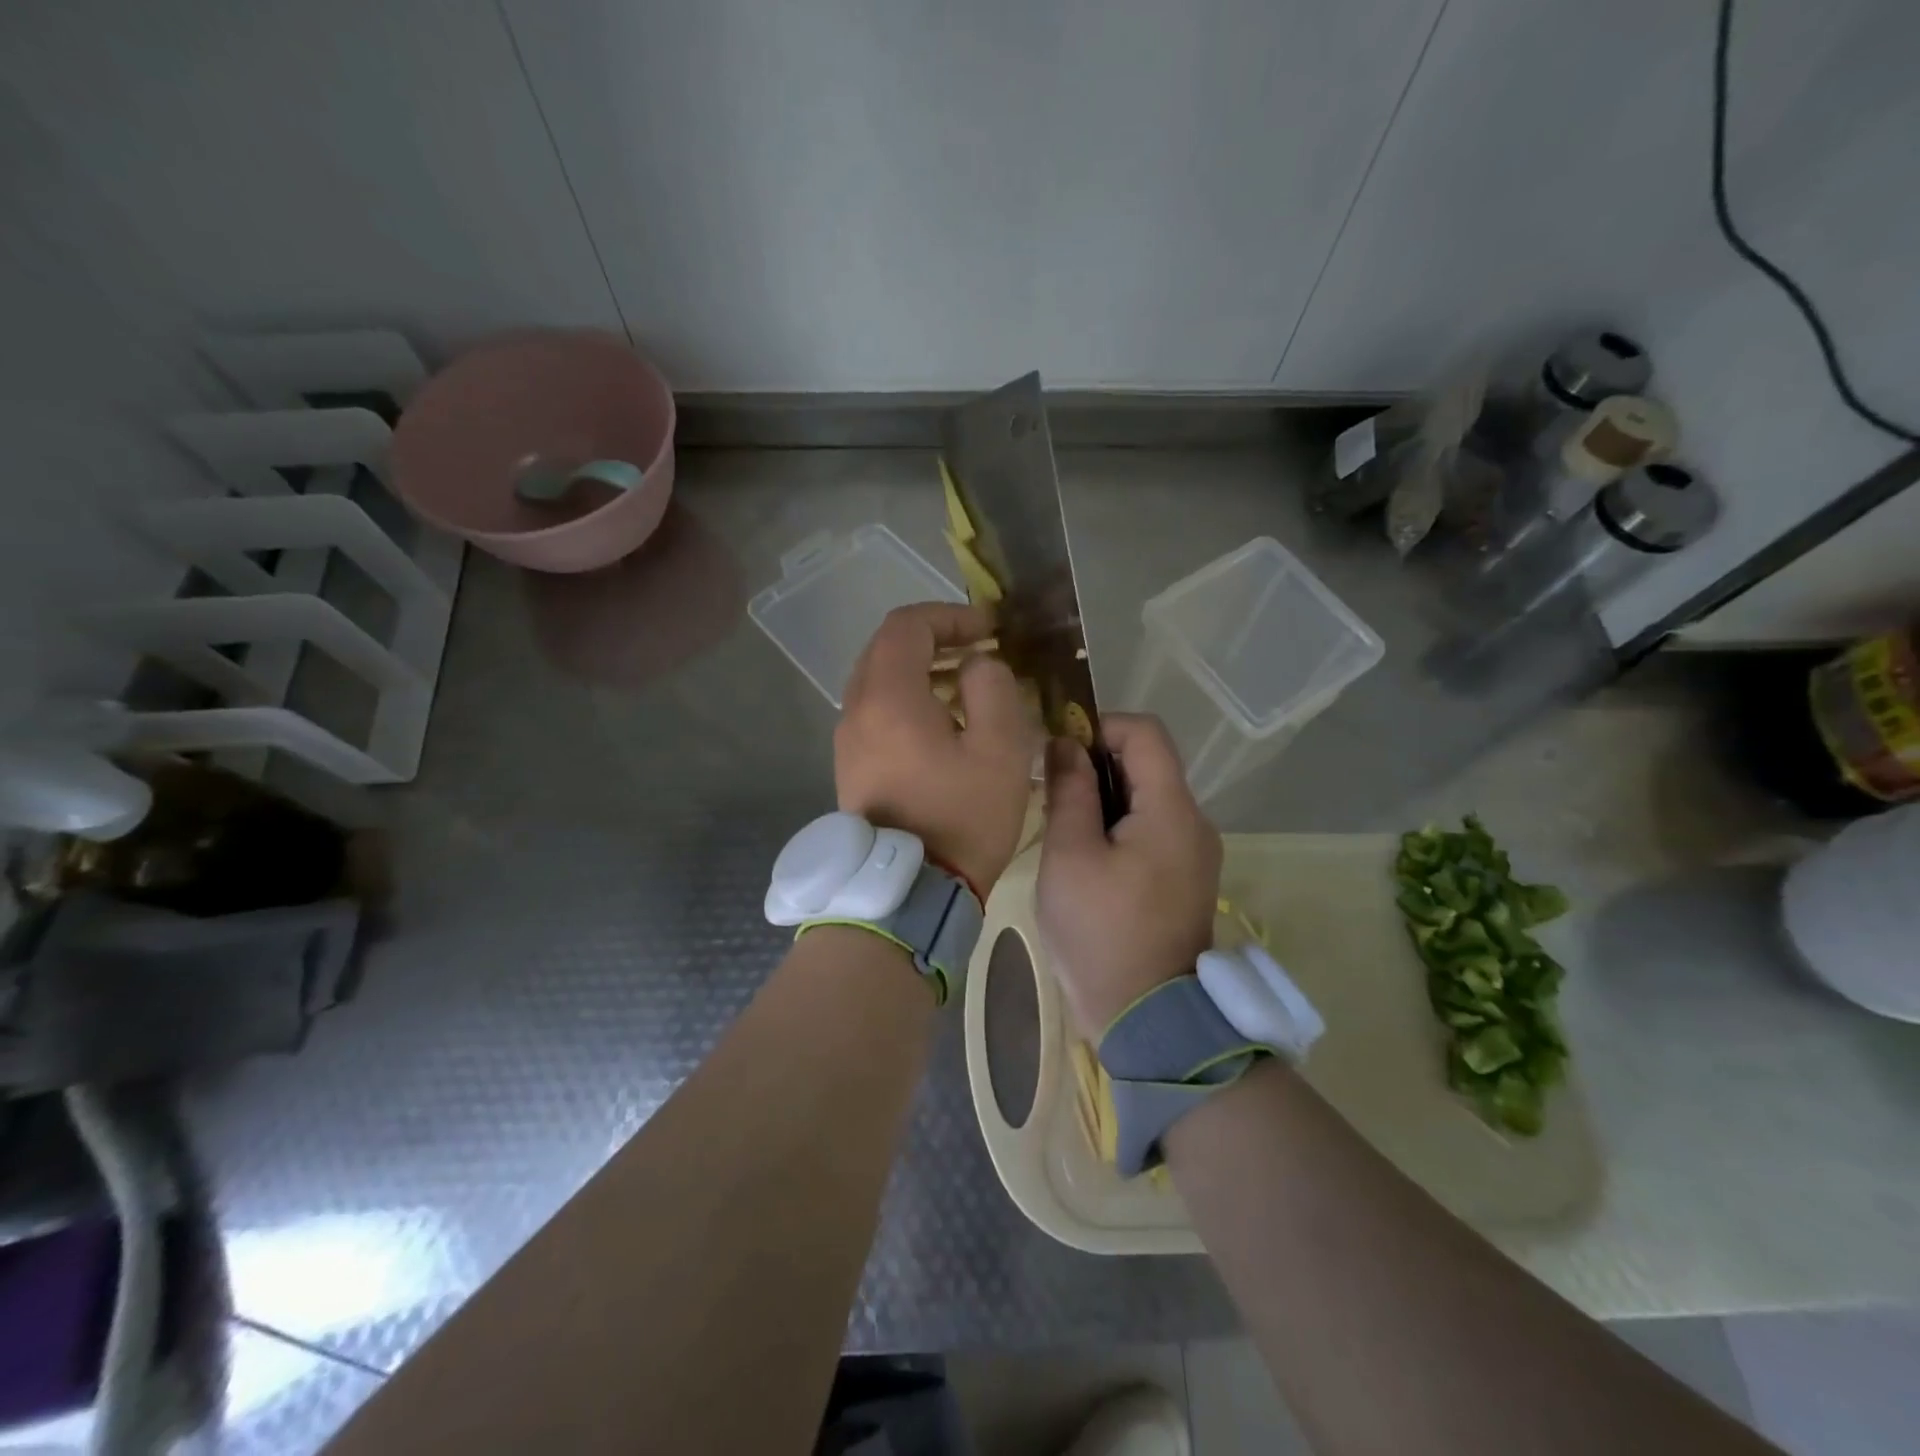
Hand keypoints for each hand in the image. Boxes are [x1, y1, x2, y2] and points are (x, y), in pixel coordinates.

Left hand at [835, 603, 1035, 896]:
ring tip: (968, 686)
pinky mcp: (851, 766)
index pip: (908, 626)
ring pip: (879, 680)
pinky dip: (908, 699)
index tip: (989, 630)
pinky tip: (943, 723)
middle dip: (936, 639)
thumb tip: (976, 666)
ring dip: (922, 670)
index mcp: (888, 697)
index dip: (951, 616)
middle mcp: (856, 710)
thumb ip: (993, 688)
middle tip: (979, 651)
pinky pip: (876, 711)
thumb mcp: (1001, 748)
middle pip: (887, 648)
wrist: (910, 893)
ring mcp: (848, 740)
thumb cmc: (962, 817)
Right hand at [1038, 715, 1221, 1036]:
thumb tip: (1066, 744)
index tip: (1060, 755)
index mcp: (1172, 810)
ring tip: (1065, 831)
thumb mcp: (1070, 857)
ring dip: (1106, 798)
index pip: (1145, 732)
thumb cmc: (1102, 934)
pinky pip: (1154, 830)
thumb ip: (1069, 791)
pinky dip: (1121, 827)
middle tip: (1053, 796)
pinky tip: (1089, 859)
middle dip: (1097, 766)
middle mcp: (1195, 823)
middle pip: (1148, 764)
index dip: (1099, 727)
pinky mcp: (1187, 878)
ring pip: (1149, 798)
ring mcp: (1196, 853)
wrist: (1149, 1020)